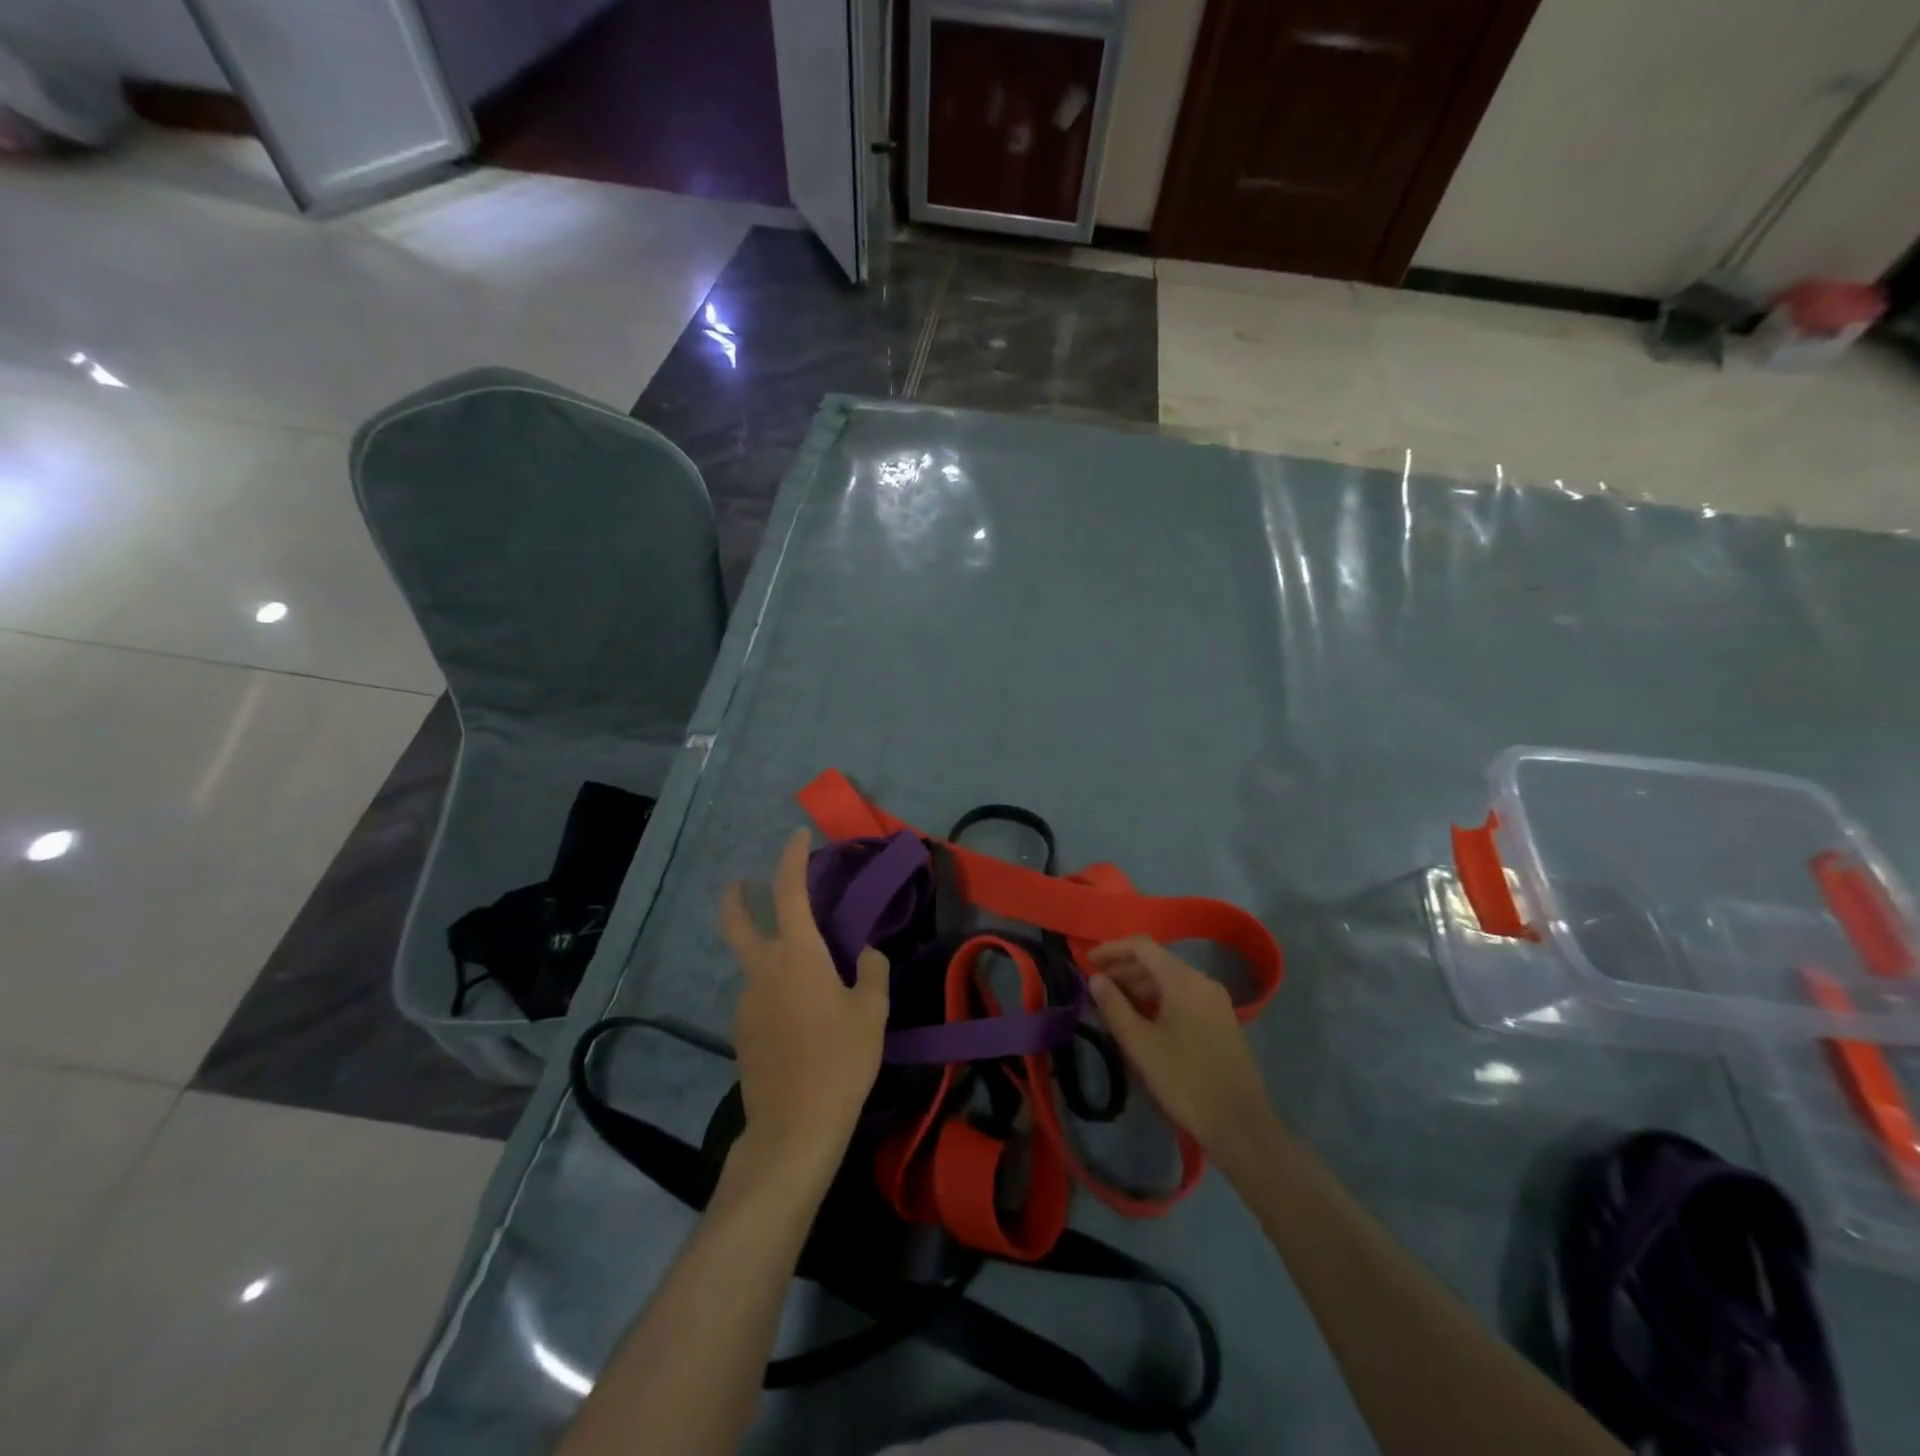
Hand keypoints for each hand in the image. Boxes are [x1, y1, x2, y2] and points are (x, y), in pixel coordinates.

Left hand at [720, 830, 889, 1177]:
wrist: (794, 1128)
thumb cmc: (840, 1060)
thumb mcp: (872, 1012)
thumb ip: (872, 972)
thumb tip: (866, 954)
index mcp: (797, 956)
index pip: (789, 892)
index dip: (792, 858)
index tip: (798, 836)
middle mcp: (763, 971)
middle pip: (736, 922)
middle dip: (737, 896)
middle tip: (742, 882)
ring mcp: (746, 1004)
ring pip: (753, 965)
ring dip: (770, 956)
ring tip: (810, 979)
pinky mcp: (742, 1034)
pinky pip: (759, 997)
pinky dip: (775, 990)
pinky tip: (801, 1018)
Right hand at [1088, 936, 1270, 1162]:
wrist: (1240, 1124)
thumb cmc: (1185, 1080)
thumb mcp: (1140, 1044)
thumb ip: (1114, 1006)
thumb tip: (1096, 979)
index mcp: (1183, 980)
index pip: (1142, 946)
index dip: (1112, 949)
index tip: (1087, 961)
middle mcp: (1202, 981)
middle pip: (1157, 961)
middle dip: (1123, 968)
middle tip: (1095, 985)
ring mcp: (1215, 1001)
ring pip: (1170, 980)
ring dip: (1139, 985)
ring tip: (1112, 1002)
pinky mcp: (1221, 1021)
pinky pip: (1183, 996)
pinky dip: (1158, 999)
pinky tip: (1142, 1018)